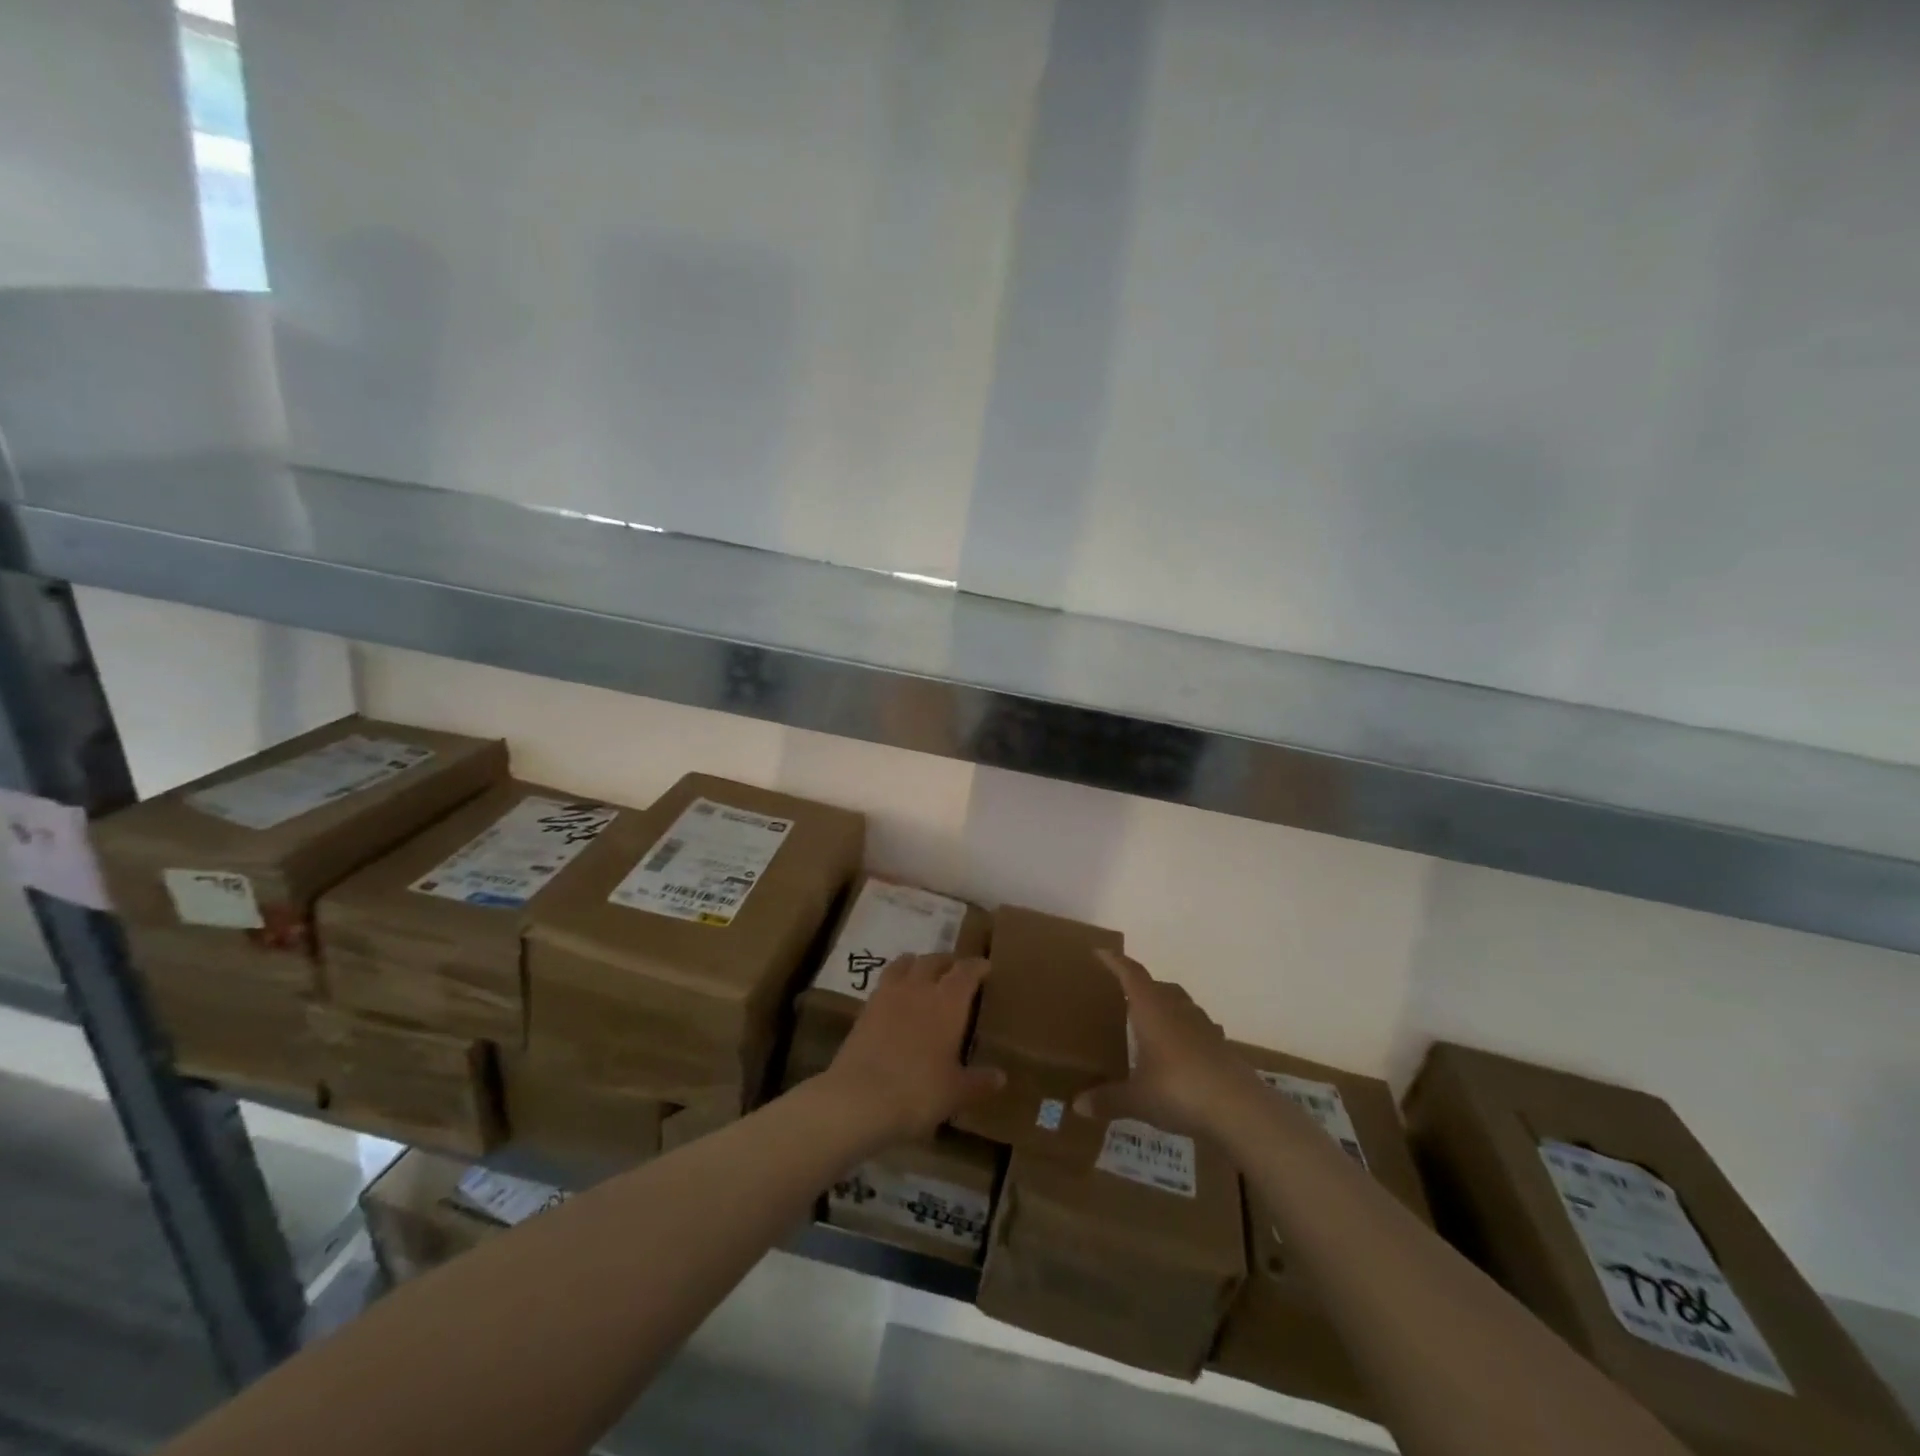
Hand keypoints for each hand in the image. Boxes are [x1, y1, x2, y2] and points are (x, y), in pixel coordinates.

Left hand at [822, 954, 1004, 1145]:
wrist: (859, 1098)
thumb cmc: (918, 1092)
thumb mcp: (956, 1092)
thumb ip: (979, 1081)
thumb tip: (1001, 1076)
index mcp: (948, 1002)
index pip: (966, 971)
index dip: (977, 966)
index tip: (985, 966)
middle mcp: (919, 988)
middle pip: (934, 960)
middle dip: (947, 962)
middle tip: (956, 970)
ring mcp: (888, 995)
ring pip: (905, 964)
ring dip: (918, 964)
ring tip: (924, 973)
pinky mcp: (865, 1008)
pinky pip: (885, 982)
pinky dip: (895, 981)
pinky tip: (897, 997)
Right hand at [1073, 950, 1262, 1136]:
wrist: (1239, 1109)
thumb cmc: (1179, 1090)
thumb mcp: (1137, 1098)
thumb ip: (1108, 1099)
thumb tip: (1077, 1105)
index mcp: (1152, 1009)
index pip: (1131, 974)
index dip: (1115, 962)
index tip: (1100, 952)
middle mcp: (1176, 1009)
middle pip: (1156, 985)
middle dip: (1139, 985)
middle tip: (1122, 994)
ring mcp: (1203, 1025)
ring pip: (1180, 1003)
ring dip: (1164, 1005)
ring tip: (1150, 1021)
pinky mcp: (1220, 1045)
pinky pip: (1196, 1027)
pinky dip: (1184, 1031)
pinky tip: (1178, 1050)